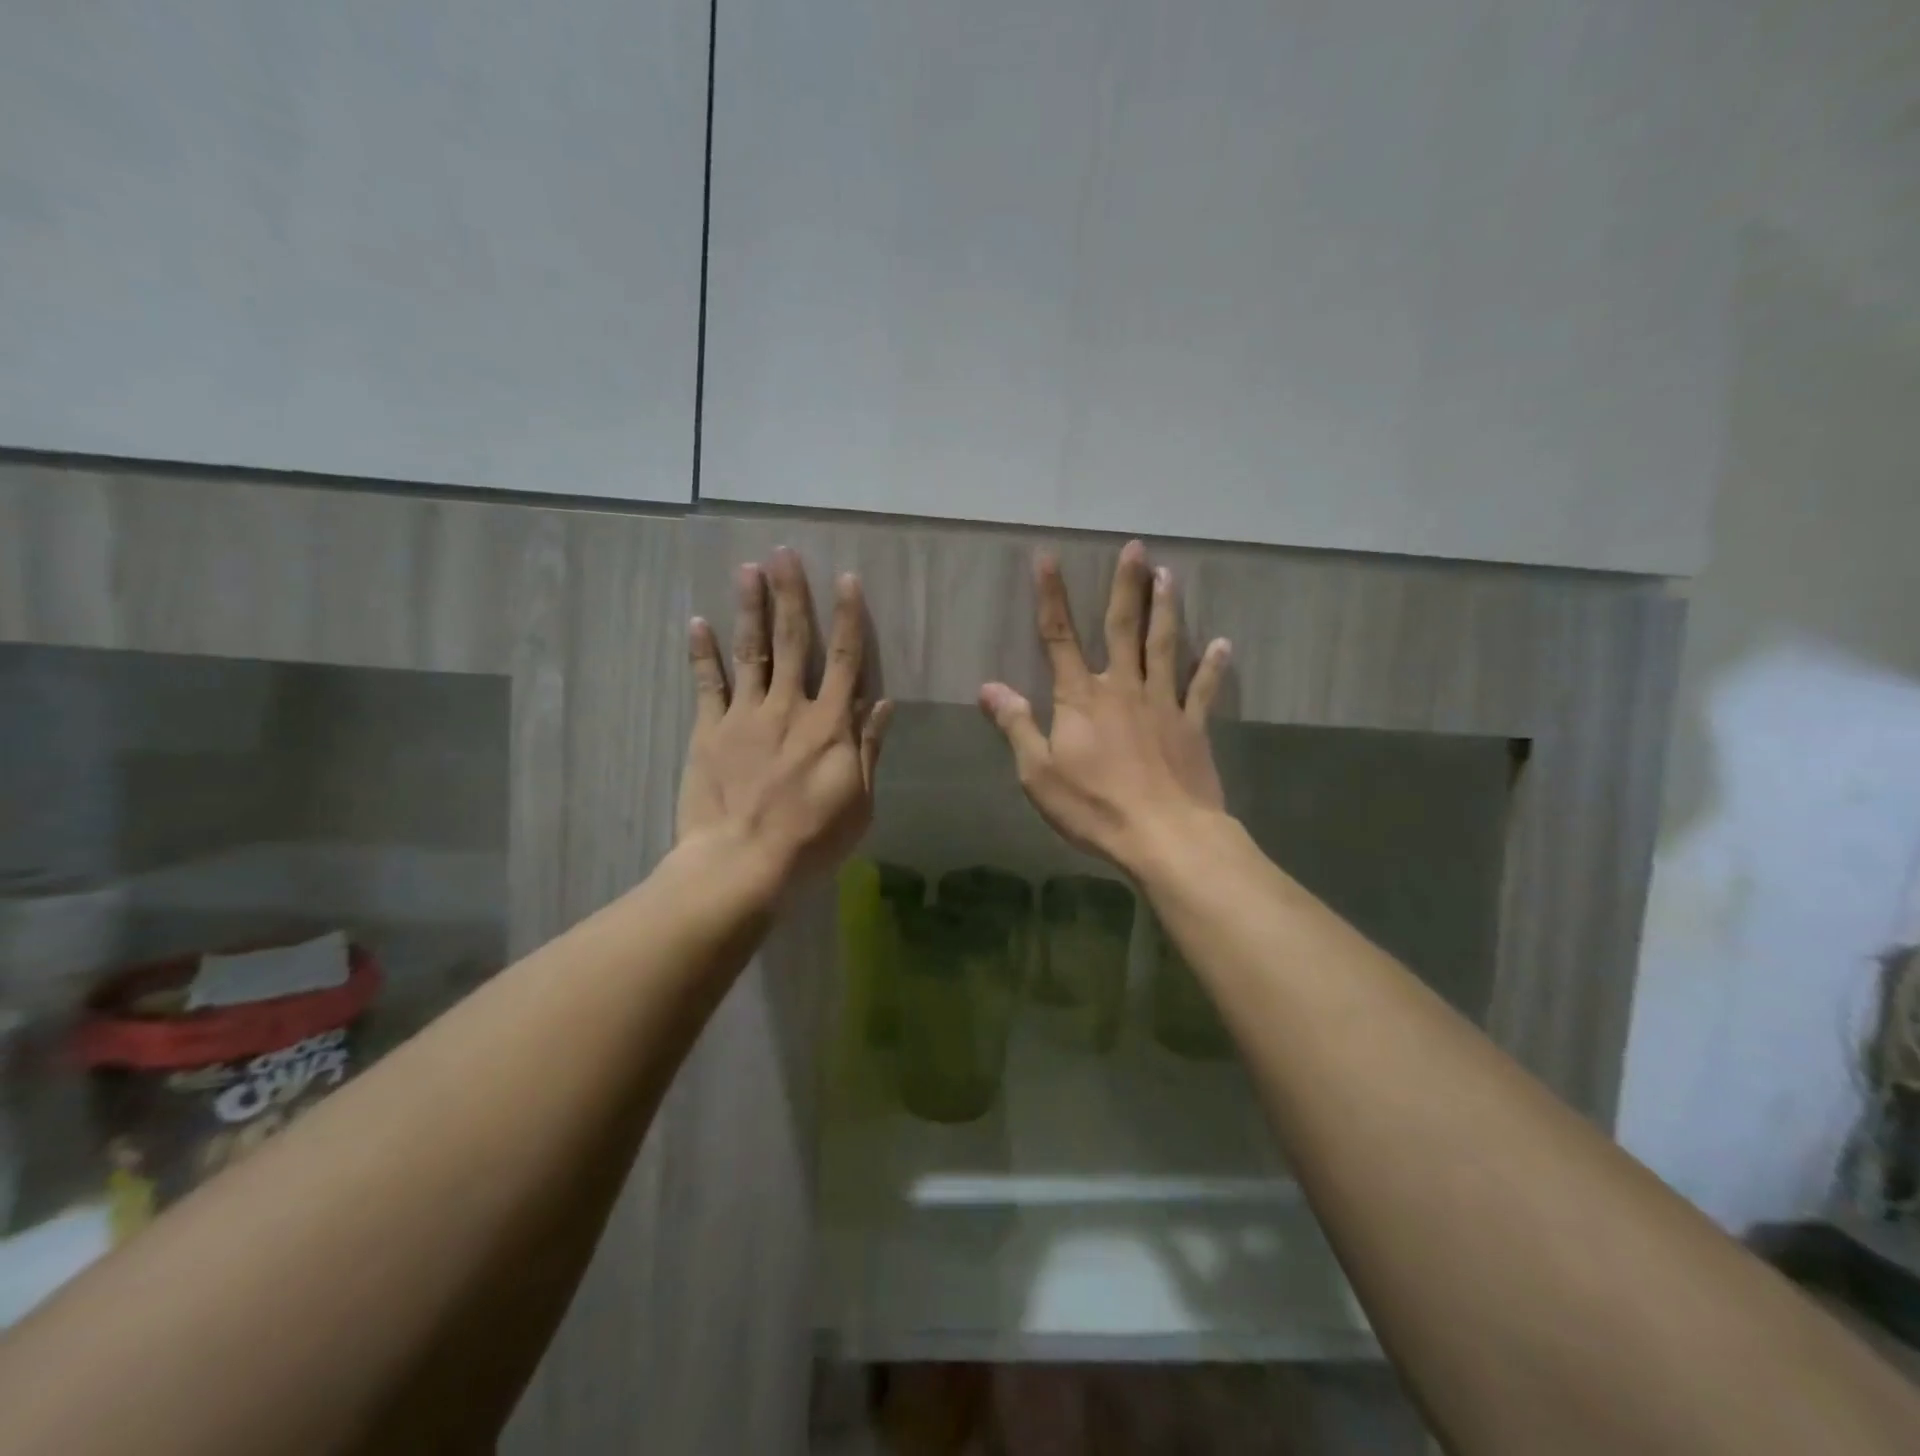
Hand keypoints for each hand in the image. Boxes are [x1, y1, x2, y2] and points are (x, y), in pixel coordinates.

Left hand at [679, 547, 891, 889]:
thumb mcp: (859, 802)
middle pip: (792, 641)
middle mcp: (789, 707)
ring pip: (751, 651)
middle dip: (791, 594)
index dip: (847, 617)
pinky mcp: (709, 731)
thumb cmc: (812, 840)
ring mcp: (745, 716)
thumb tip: (884, 702)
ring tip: (748, 568)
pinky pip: (707, 684)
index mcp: (830, 724)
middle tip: (784, 552)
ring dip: (750, 608)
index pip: (844, 659)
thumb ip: (869, 748)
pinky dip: (703, 652)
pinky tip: (698, 621)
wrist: (742, 864)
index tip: (846, 579)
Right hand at [979, 540, 1230, 874]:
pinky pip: (1203, 689)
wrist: (1164, 835)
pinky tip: (1222, 644)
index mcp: (1080, 698)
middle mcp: (1123, 688)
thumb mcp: (1038, 773)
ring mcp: (1163, 704)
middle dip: (1126, 586)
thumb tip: (988, 687)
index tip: (1048, 558)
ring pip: (1164, 646)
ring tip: (1170, 575)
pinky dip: (1212, 666)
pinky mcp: (1192, 727)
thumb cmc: (1094, 806)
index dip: (1051, 597)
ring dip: (1166, 609)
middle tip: (1136, 548)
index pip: (1059, 637)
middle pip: (1123, 628)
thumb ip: (1016, 725)